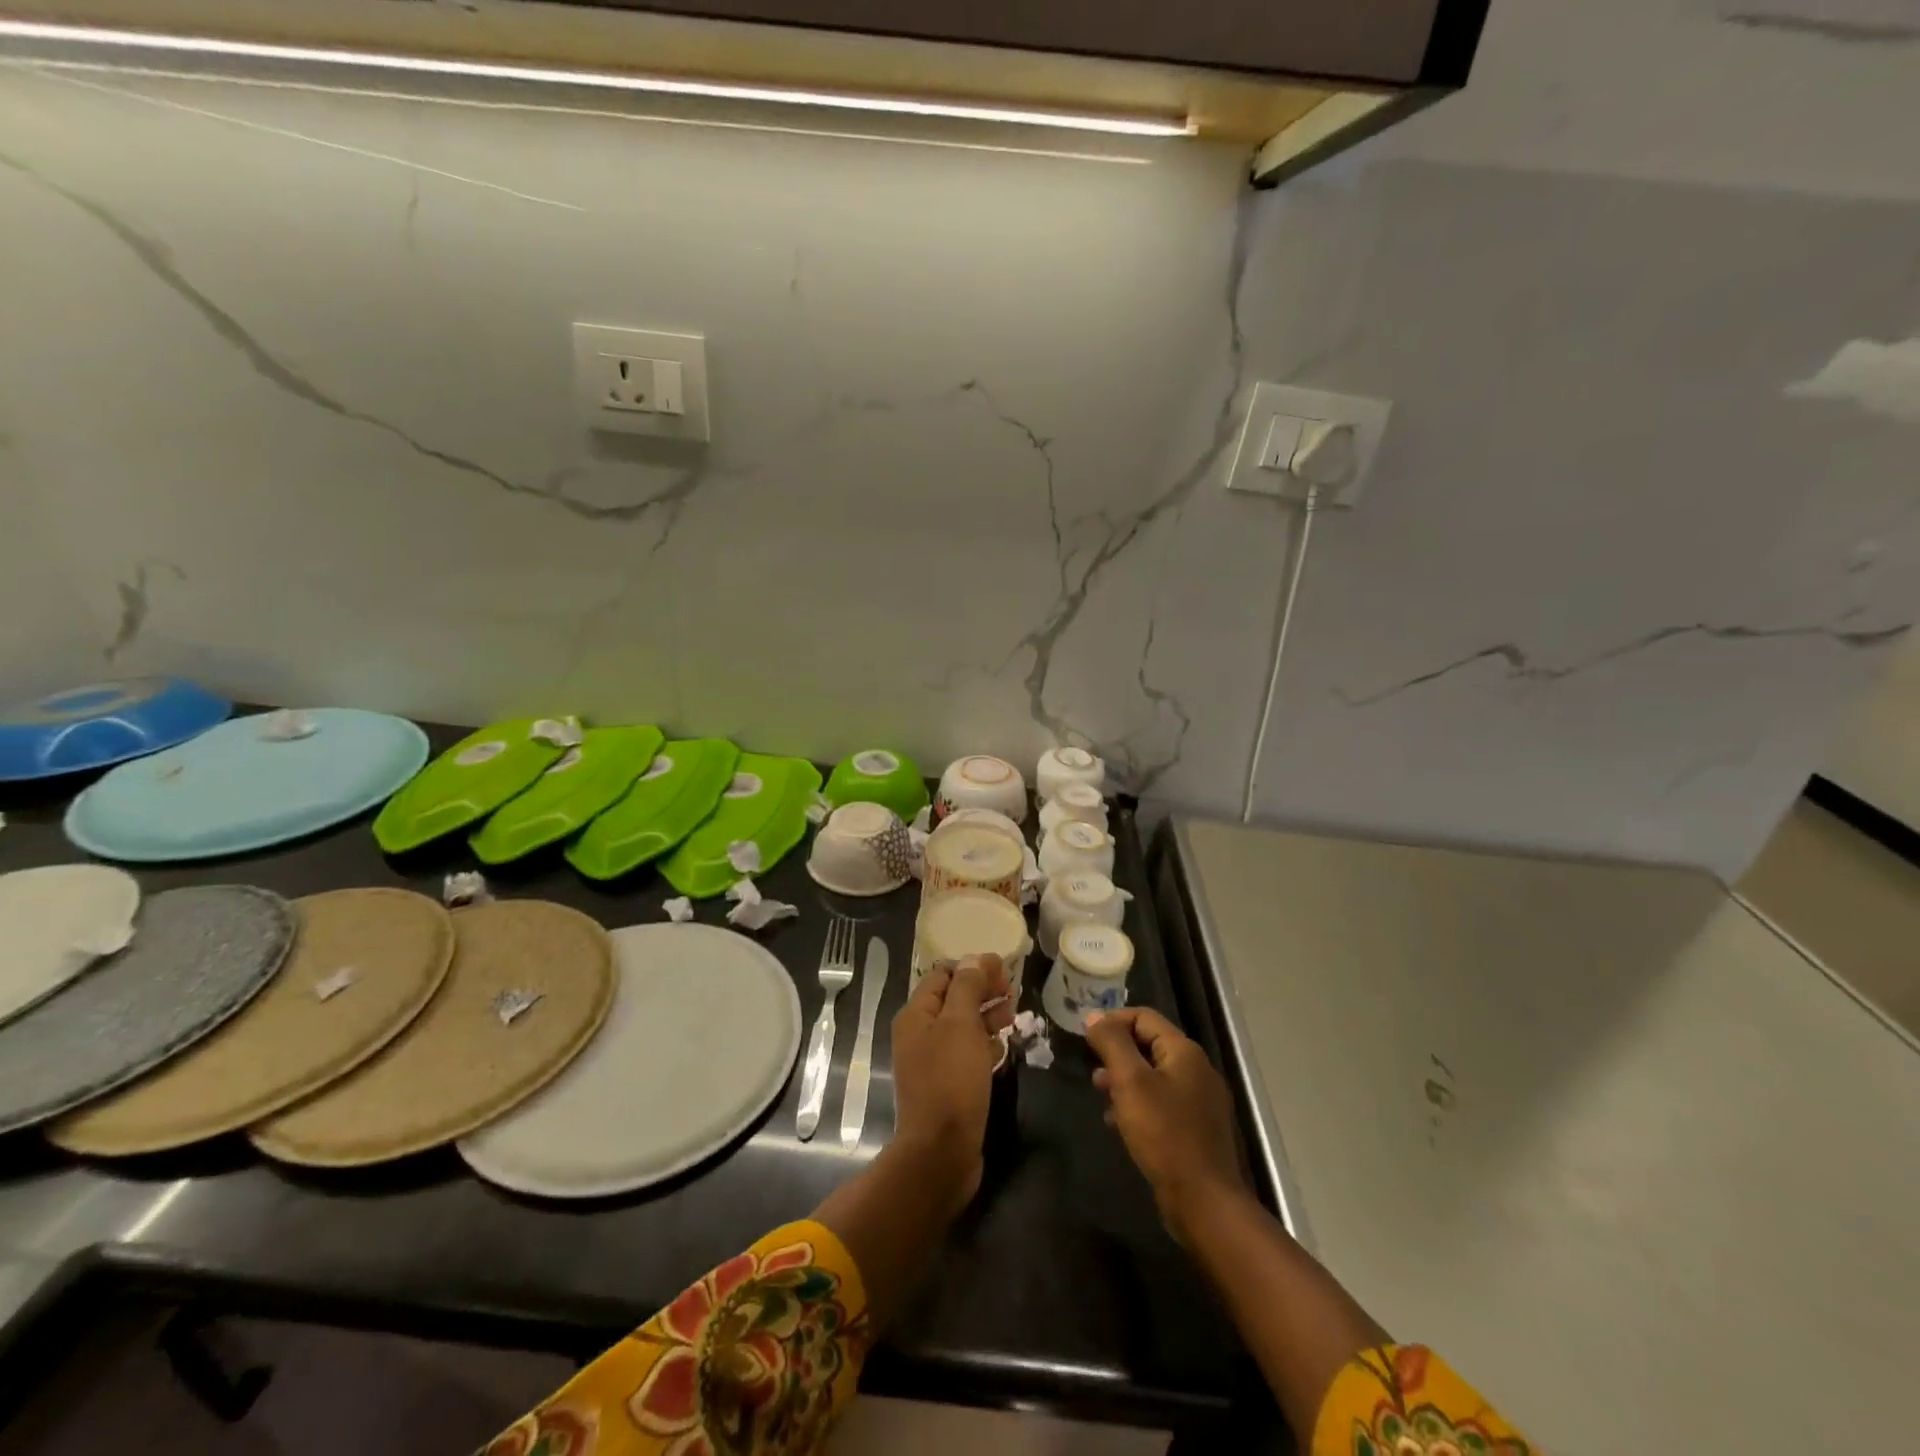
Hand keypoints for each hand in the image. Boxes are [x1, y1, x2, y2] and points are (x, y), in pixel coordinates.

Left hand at [889, 955, 1014, 1208]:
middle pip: (953, 999)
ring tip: (1015, 1012)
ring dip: (987, 1015)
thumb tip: (974, 958)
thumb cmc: (950, 1080)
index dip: (972, 967)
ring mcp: (932, 1061)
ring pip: (962, 1027)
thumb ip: (967, 987)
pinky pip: (966, 1054)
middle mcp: (919, 1034)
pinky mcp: (947, 1085)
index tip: (1003, 968)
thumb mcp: (960, 1025)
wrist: (941, 1151)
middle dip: (982, 990)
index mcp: (916, 1014)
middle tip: (1013, 989)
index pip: (942, 975)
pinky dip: (984, 1044)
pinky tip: (1003, 1045)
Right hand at [1085, 1008, 1245, 1241]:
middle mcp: (1197, 1071)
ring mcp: (1200, 1102)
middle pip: (1149, 1045)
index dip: (1113, 1021)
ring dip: (1125, 1081)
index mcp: (1185, 1052)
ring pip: (1154, 1077)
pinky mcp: (1196, 1130)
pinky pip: (1162, 1104)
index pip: (1144, 1017)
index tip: (1086, 1039)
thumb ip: (1112, 1043)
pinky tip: (1119, 1124)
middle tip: (1093, 1072)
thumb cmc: (1164, 1134)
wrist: (1204, 1201)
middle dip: (1117, 1054)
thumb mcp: (1130, 1082)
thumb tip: (1095, 1016)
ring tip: (1101, 1096)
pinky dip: (1138, 1105)